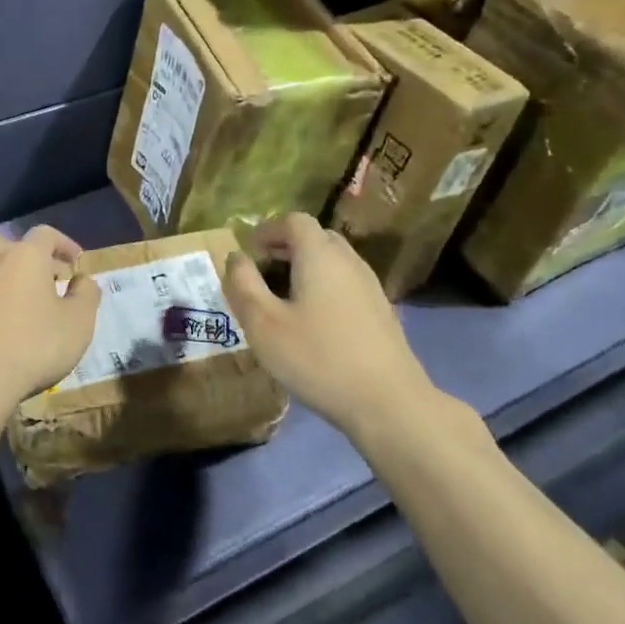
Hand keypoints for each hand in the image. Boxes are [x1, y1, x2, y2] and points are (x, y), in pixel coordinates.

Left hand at [0, 225, 101, 407]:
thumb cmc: (34, 346)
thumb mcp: (79, 323)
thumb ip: (86, 295)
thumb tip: (83, 280)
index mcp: (25, 257)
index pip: (46, 234)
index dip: (64, 244)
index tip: (75, 262)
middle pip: (6, 243)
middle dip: (26, 256)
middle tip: (44, 279)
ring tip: (8, 290)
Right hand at [222, 213, 440, 438]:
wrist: (388, 403)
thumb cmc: (318, 358)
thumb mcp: (264, 324)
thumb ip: (243, 285)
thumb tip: (235, 258)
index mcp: (320, 255)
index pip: (294, 220)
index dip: (267, 230)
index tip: (249, 252)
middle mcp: (349, 261)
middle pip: (316, 237)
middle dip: (286, 247)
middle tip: (263, 274)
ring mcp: (370, 286)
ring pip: (333, 261)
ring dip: (306, 269)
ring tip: (284, 301)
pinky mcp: (381, 312)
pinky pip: (346, 284)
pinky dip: (325, 288)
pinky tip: (314, 324)